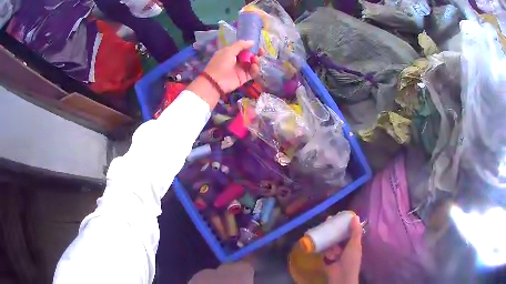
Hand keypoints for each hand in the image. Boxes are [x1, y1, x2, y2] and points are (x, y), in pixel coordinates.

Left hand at [204, 40, 261, 93]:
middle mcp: (236, 60)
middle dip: (256, 53)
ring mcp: (240, 69)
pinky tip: (254, 66)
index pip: (244, 48)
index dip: (251, 46)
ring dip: (256, 61)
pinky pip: (252, 72)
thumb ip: (241, 45)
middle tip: (262, 52)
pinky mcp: (244, 78)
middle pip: (250, 55)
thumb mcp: (229, 50)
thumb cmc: (220, 63)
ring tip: (256, 60)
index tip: (258, 45)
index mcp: (231, 52)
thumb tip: (252, 42)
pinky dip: (255, 69)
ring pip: (252, 63)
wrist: (215, 82)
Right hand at [324, 216, 361, 283]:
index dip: (344, 224)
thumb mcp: (355, 244)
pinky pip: (325, 252)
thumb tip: (355, 216)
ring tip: (333, 251)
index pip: (349, 231)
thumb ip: (355, 231)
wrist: (341, 276)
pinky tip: (327, 255)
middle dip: (333, 232)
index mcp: (354, 244)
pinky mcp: (328, 259)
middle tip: (326, 224)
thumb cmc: (351, 260)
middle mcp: (345, 248)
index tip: (337, 217)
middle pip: (338, 236)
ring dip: (331, 246)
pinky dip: (326, 253)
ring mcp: (336, 254)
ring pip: (331, 244)